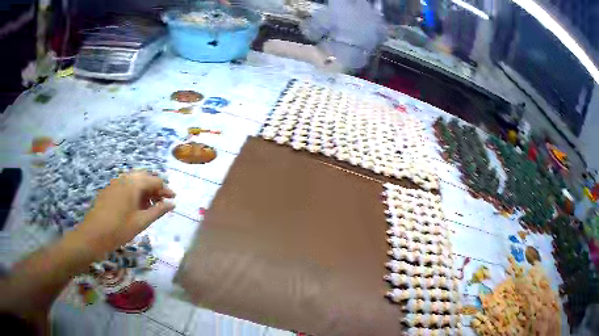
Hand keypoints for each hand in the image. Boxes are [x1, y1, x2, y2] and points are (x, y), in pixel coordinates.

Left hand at [76, 170, 174, 256]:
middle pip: (145, 177)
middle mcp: (125, 178)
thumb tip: (172, 204)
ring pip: (134, 181)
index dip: (166, 190)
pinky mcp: (109, 189)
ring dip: (145, 190)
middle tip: (162, 202)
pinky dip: (134, 192)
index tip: (173, 200)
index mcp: (134, 183)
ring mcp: (115, 182)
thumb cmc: (119, 230)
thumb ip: (158, 211)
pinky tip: (135, 206)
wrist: (93, 235)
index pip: (155, 181)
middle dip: (155, 188)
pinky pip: (126, 185)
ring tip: (150, 206)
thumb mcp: (141, 222)